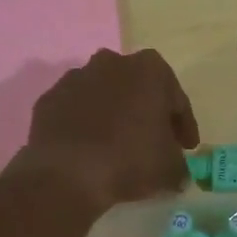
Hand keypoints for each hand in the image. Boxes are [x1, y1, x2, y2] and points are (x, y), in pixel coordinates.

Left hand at [18, 49, 200, 213]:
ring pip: (105, 96)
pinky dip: (85, 125)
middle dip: (148, 114)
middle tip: (154, 144)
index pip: (176, 100)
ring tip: (119, 147)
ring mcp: (76, 78)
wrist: (67, 174)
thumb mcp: (170, 168)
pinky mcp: (49, 98)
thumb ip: (179, 165)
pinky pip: (76, 111)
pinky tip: (90, 149)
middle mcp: (113, 62)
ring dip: (114, 116)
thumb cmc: (131, 160)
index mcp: (150, 69)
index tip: (186, 148)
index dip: (184, 126)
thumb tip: (177, 174)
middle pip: (139, 90)